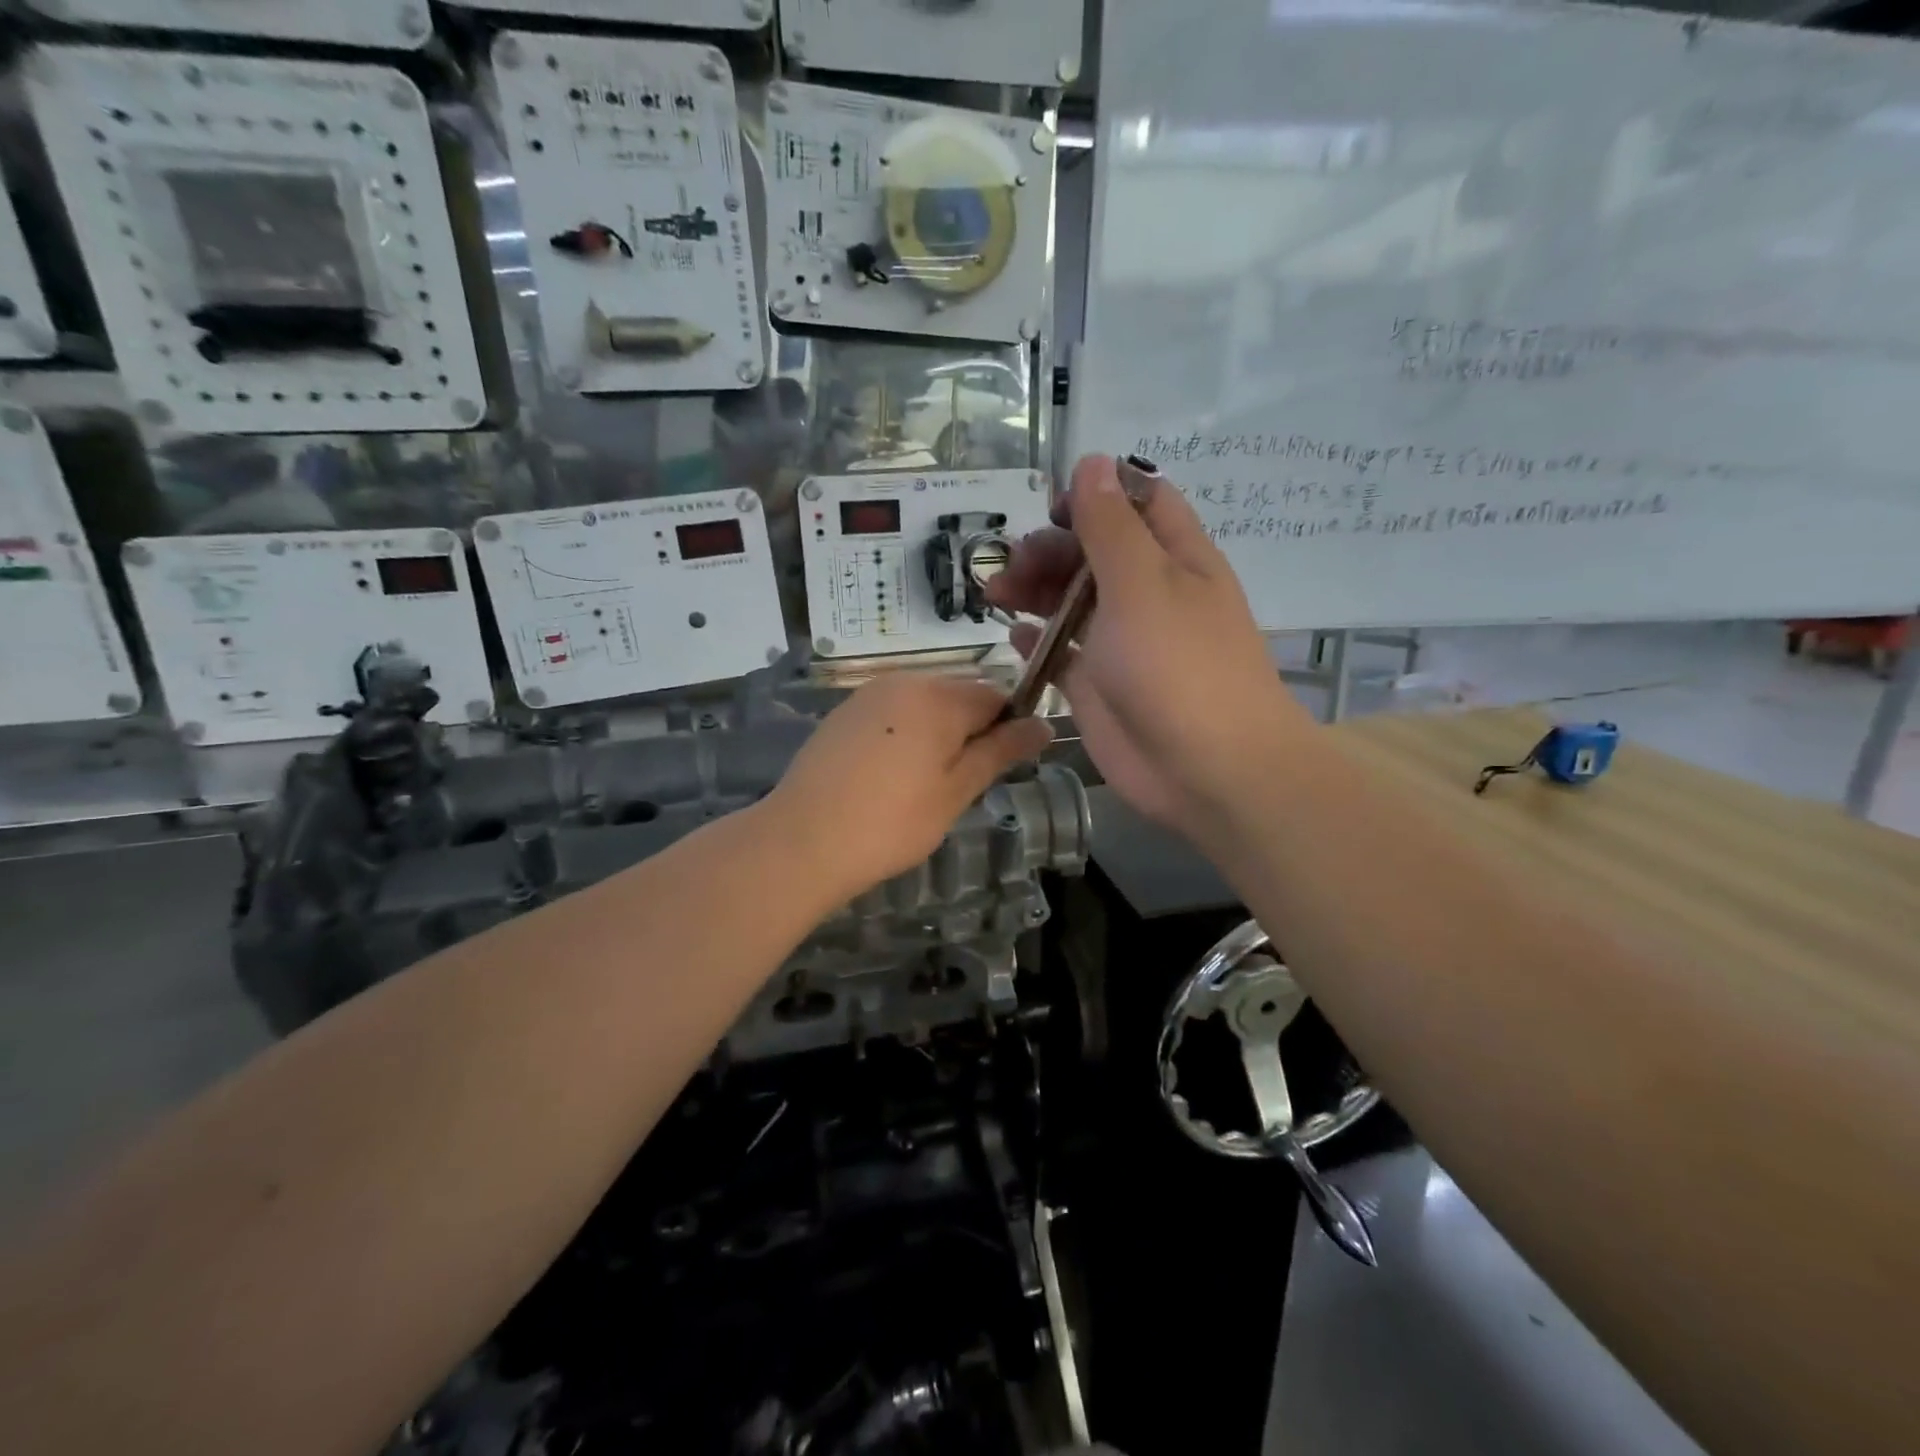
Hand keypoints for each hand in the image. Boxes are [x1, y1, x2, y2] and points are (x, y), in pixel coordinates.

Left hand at [766, 674, 1053, 905]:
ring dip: (936, 736)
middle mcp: (905, 681)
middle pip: (959, 697)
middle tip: (958, 786)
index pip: (996, 696)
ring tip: (921, 787)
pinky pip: (892, 715)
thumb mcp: (957, 791)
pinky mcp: (843, 713)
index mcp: (939, 696)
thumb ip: (1001, 751)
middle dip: (969, 733)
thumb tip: (1043, 724)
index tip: (996, 770)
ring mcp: (869, 695)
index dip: (1007, 729)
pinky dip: (903, 737)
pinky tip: (888, 778)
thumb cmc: (891, 822)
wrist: (802, 840)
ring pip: (924, 706)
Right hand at [988, 453, 1311, 837]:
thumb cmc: (1178, 665)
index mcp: (1174, 558)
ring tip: (995, 594)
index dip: (1097, 494)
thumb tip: (1092, 461)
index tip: (1053, 507)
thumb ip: (1111, 526)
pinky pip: (1063, 652)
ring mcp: (1122, 642)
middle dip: (1050, 548)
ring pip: (1072, 600)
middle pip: (1094, 552)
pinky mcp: (1099, 686)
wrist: (1207, 769)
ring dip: (1034, 589)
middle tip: (1012, 565)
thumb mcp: (1142, 583)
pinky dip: (1039, 641)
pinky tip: (1015, 637)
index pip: (1139, 503)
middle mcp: (1149, 594)